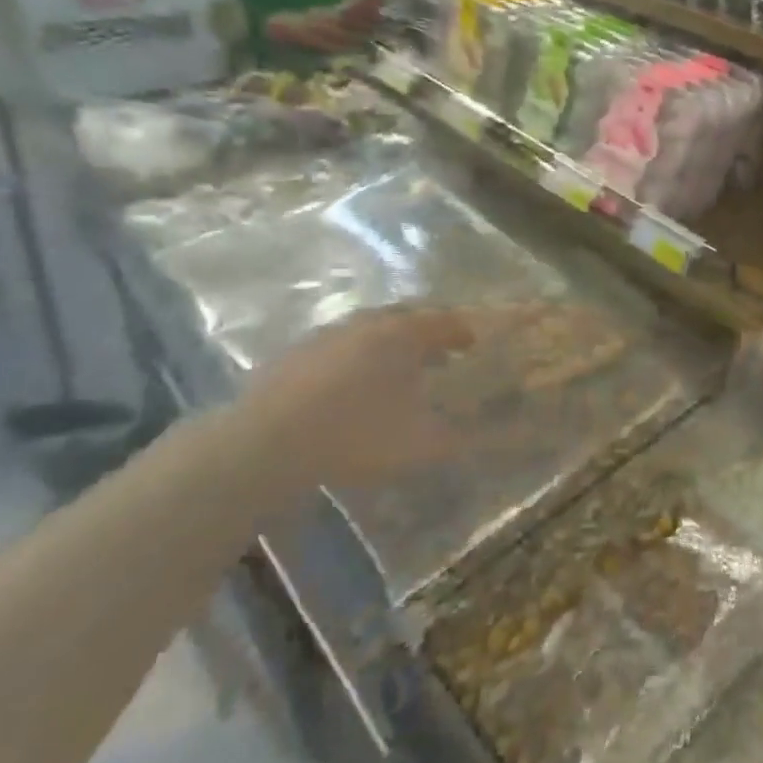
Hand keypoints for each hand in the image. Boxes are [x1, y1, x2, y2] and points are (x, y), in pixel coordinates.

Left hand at [211, 305, 475, 489]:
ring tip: (398, 369)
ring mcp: (326, 335)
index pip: (443, 321)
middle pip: (406, 317)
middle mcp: (367, 323)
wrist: (266, 444)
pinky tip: (352, 384)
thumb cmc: (357, 435)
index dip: (462, 331)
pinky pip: (340, 346)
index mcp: (402, 334)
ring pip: (370, 329)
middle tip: (441, 353)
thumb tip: (497, 438)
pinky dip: (357, 357)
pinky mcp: (295, 354)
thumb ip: (462, 437)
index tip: (473, 343)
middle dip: (427, 332)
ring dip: (390, 343)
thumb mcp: (422, 444)